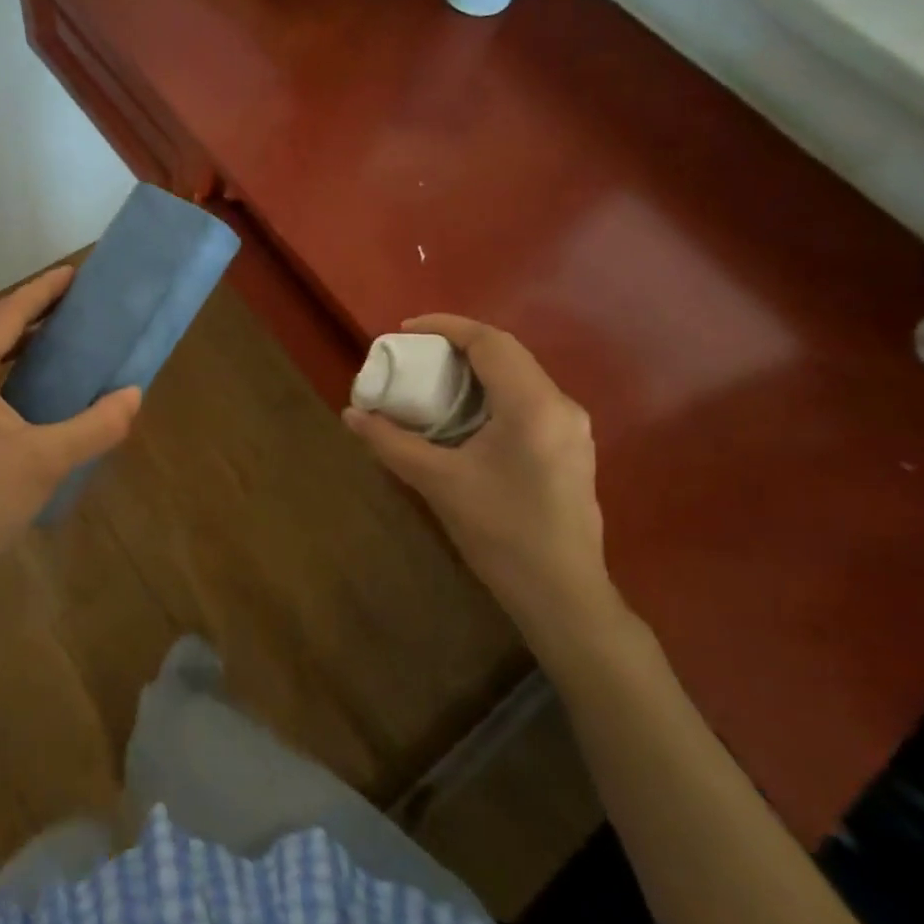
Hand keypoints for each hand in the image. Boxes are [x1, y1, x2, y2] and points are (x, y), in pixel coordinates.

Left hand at [0, 266, 140, 601]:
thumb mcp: (48, 460)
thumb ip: (96, 425)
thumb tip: (132, 395)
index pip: (5, 316)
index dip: (40, 291)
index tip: (73, 274)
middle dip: (29, 312)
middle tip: (71, 303)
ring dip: (14, 341)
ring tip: (55, 336)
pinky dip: (3, 370)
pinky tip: (28, 387)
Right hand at [343, 314, 610, 630]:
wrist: (563, 595)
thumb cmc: (500, 534)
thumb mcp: (438, 483)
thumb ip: (391, 442)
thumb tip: (350, 414)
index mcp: (532, 406)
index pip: (489, 342)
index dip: (445, 327)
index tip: (405, 332)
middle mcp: (560, 405)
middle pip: (507, 352)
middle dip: (458, 345)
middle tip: (415, 355)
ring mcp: (572, 427)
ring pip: (520, 375)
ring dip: (476, 368)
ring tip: (435, 380)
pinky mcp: (572, 446)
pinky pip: (528, 398)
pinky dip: (493, 391)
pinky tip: (467, 415)